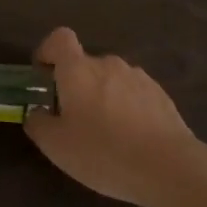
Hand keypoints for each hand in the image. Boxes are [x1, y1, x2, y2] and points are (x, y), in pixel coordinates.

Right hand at [23, 28, 206, 206]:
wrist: (169, 167)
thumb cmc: (103, 152)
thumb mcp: (57, 146)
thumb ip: (38, 124)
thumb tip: (37, 113)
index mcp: (78, 70)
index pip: (59, 38)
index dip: (48, 51)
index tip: (44, 74)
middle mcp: (108, 64)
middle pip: (85, 64)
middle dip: (75, 85)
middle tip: (73, 119)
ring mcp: (138, 78)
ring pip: (110, 80)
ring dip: (103, 97)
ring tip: (106, 133)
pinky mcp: (161, 95)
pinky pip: (133, 94)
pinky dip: (127, 108)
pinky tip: (131, 139)